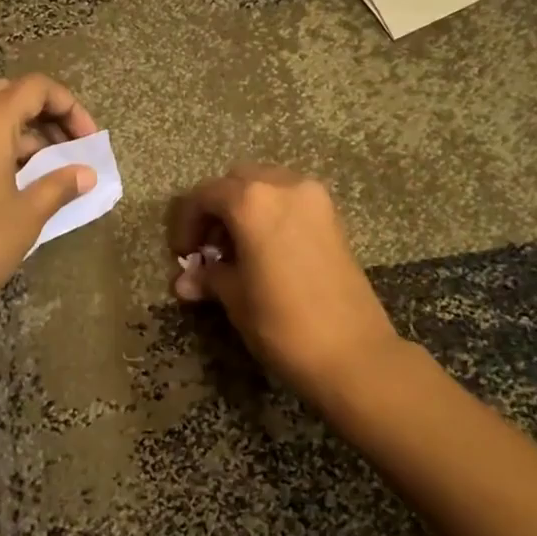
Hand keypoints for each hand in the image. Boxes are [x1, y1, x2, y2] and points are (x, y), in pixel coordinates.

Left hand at [0, 75, 98, 337]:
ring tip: (51, 164)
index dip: (69, 106)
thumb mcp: (28, 215)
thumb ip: (60, 185)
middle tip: (71, 146)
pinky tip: (18, 175)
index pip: (34, 89)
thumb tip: (86, 174)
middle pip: (9, 94)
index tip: (87, 139)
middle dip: (45, 114)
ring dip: (21, 129)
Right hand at [168, 165, 400, 401]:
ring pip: (267, 187)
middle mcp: (285, 186)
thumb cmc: (282, 324)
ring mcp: (315, 199)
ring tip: (238, 253)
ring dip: (245, 210)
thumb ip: (209, 277)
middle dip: (217, 210)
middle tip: (209, 249)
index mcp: (252, 201)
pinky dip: (272, 215)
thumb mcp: (236, 299)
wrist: (353, 353)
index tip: (183, 255)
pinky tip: (266, 252)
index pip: (204, 195)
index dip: (186, 223)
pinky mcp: (333, 217)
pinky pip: (291, 201)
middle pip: (237, 182)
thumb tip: (185, 280)